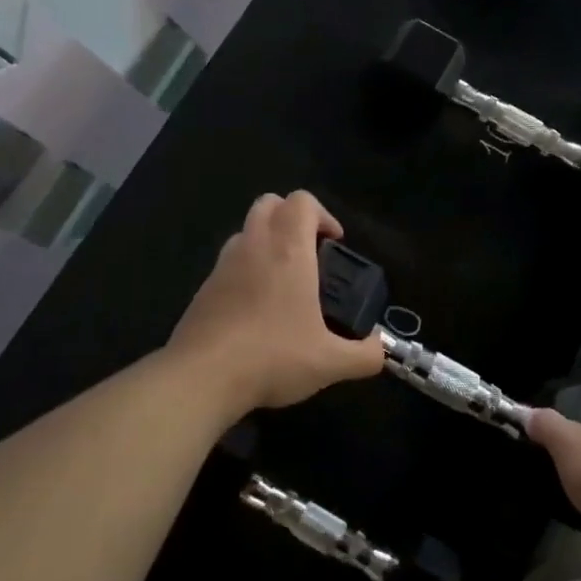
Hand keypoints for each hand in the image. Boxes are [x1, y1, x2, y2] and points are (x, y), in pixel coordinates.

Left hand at [161, 192, 384, 417]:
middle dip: (292, 218)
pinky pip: (228, 262)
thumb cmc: (272, 357)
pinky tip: (256, 309)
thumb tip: (380, 350)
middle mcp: (254, 247)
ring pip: (246, 230)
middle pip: (269, 203)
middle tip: (310, 253)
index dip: (323, 215)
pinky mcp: (203, 289)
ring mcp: (223, 266)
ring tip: (284, 280)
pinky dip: (246, 269)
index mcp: (288, 251)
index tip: (334, 244)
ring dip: (267, 240)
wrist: (200, 379)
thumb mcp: (330, 363)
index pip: (302, 201)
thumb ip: (365, 355)